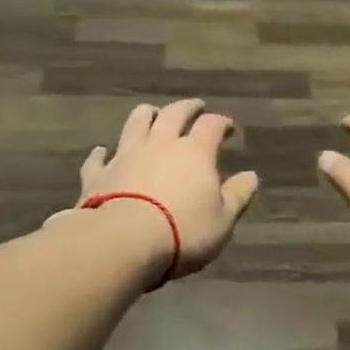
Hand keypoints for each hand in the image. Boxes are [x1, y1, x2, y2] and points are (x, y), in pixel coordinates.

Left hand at [75, 99, 258, 282]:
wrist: (121, 242)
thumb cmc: (182, 231)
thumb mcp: (222, 220)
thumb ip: (237, 196)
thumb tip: (251, 176)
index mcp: (195, 151)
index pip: (212, 125)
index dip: (222, 122)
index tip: (228, 127)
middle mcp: (161, 143)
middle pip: (174, 113)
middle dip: (188, 108)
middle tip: (195, 107)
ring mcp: (126, 154)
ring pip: (136, 122)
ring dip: (146, 115)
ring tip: (152, 115)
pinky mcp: (98, 174)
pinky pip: (98, 157)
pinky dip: (102, 153)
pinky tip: (102, 152)